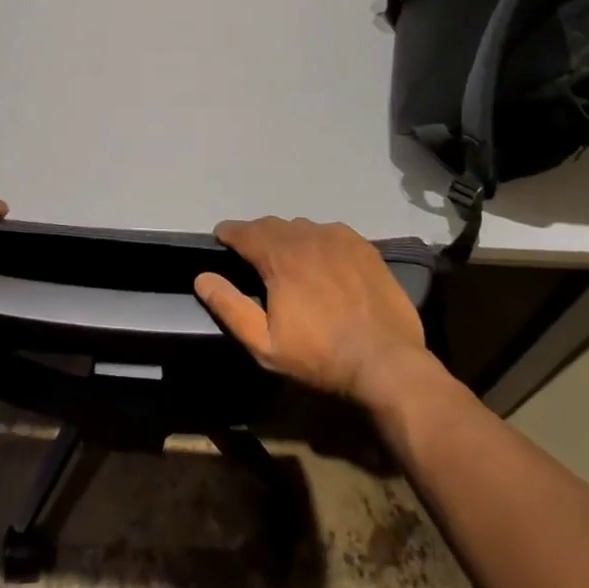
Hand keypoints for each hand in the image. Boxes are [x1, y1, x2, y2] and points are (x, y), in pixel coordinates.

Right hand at [194, 216, 429, 407]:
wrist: (386, 362)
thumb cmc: (319, 356)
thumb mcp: (264, 344)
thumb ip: (230, 307)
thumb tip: (202, 277)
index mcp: (279, 256)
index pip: (244, 231)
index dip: (228, 233)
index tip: (221, 239)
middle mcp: (307, 236)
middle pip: (272, 225)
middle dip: (256, 235)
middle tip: (252, 253)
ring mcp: (339, 238)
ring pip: (302, 226)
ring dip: (287, 237)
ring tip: (286, 257)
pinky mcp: (364, 246)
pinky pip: (330, 232)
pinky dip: (317, 240)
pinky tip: (321, 259)